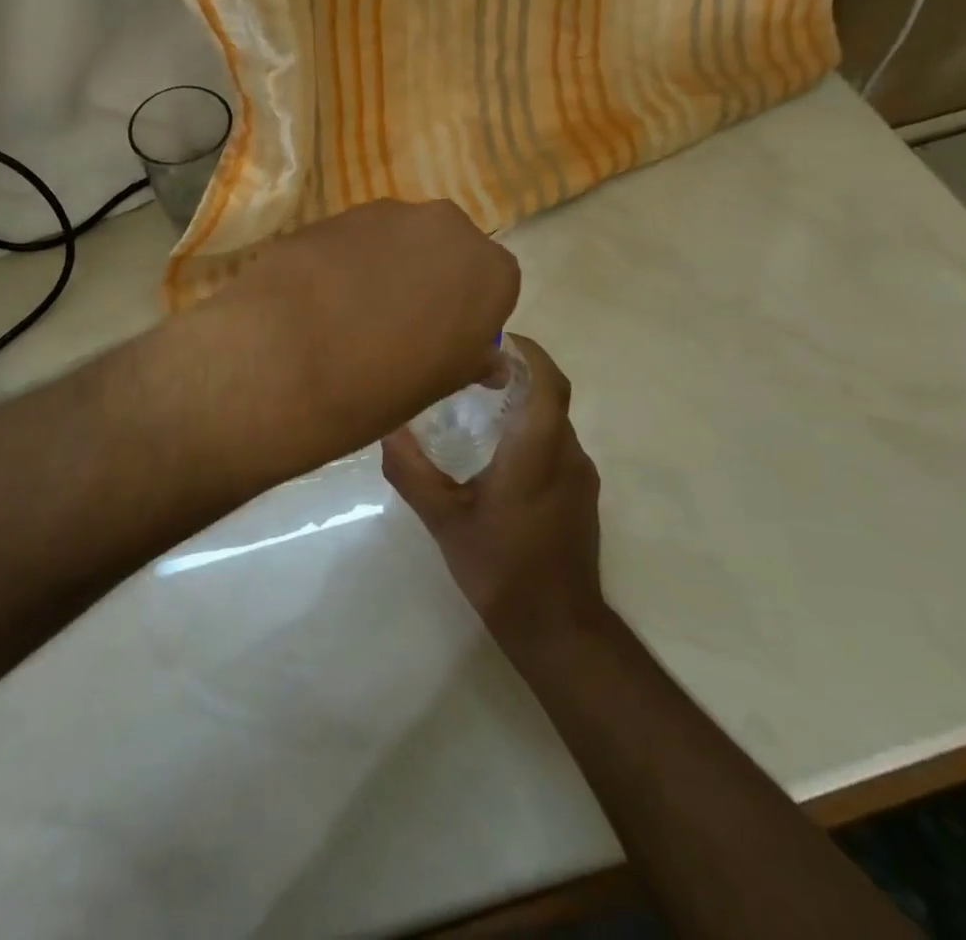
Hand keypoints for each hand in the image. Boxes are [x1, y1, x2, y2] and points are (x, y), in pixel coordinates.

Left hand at [213, 200, 518, 465]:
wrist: (286, 358)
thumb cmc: (381, 386)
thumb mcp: (441, 386)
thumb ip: (471, 359)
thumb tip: (489, 360)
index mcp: (490, 271)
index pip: (493, 285)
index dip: (467, 313)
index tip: (443, 340)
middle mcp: (446, 226)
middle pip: (447, 251)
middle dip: (430, 279)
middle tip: (398, 324)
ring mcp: (387, 212)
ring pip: (400, 239)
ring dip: (386, 266)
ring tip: (350, 312)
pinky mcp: (335, 212)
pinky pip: (355, 238)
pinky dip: (347, 261)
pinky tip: (319, 296)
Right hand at [382, 336, 604, 644]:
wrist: (557, 628)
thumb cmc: (500, 567)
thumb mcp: (443, 518)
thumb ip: (411, 469)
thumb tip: (385, 426)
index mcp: (538, 448)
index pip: (545, 378)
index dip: (525, 350)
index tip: (490, 336)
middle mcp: (567, 453)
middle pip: (549, 394)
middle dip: (518, 371)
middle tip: (472, 367)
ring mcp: (580, 475)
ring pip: (553, 420)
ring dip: (523, 402)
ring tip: (478, 403)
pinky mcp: (581, 495)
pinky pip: (557, 445)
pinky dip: (531, 431)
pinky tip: (497, 451)